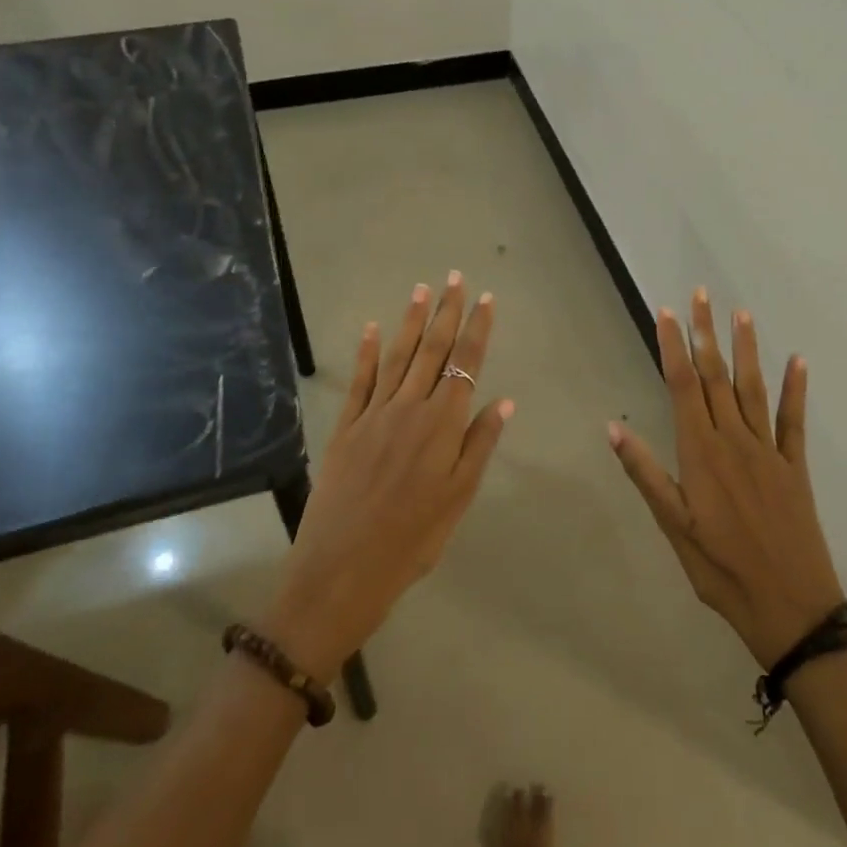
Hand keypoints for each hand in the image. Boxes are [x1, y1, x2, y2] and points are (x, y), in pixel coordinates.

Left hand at [267, 273, 511, 681]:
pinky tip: (373, 328)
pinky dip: (368, 352)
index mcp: (443, 425)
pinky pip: (360, 381)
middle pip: (433, 351)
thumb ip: (480, 445)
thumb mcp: (459, 498)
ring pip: (398, 357)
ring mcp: (374, 414)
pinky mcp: (346, 426)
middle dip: (446, 312)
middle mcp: (410, 408)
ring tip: (422, 289)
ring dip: (411, 321)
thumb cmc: (413, 539)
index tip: (485, 299)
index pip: (466, 364)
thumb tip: (503, 400)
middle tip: (455, 277)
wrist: (343, 569)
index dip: (477, 329)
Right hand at [608, 289, 842, 667]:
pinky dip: (795, 389)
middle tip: (701, 295)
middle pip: (717, 377)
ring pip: (752, 389)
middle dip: (706, 334)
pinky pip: (794, 420)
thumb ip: (646, 474)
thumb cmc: (721, 570)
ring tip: (740, 314)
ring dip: (746, 349)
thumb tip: (613, 427)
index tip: (666, 313)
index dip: (673, 348)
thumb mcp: (674, 527)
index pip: (683, 387)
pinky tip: (798, 362)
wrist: (791, 608)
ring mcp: (768, 451)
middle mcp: (734, 441)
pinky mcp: (795, 466)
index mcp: (701, 453)